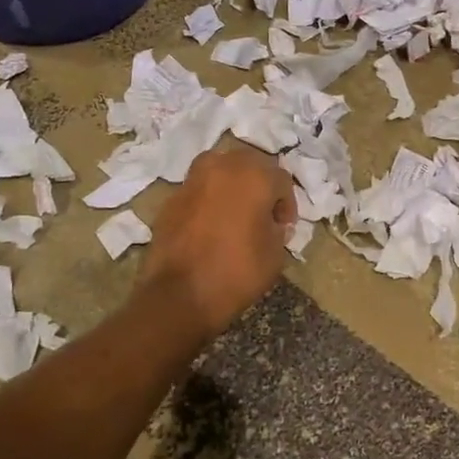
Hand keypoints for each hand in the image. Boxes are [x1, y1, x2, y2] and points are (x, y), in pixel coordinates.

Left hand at [144, 147, 295, 337]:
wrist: (179, 294)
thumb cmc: (237, 272)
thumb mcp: (275, 254)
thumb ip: (278, 229)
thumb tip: (271, 222)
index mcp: (254, 176)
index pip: (281, 179)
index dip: (287, 204)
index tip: (284, 228)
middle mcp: (222, 167)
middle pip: (249, 165)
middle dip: (260, 186)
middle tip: (262, 214)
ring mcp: (193, 179)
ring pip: (220, 170)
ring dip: (232, 185)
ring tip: (235, 213)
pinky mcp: (172, 197)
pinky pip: (199, 189)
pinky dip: (208, 199)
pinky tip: (210, 224)